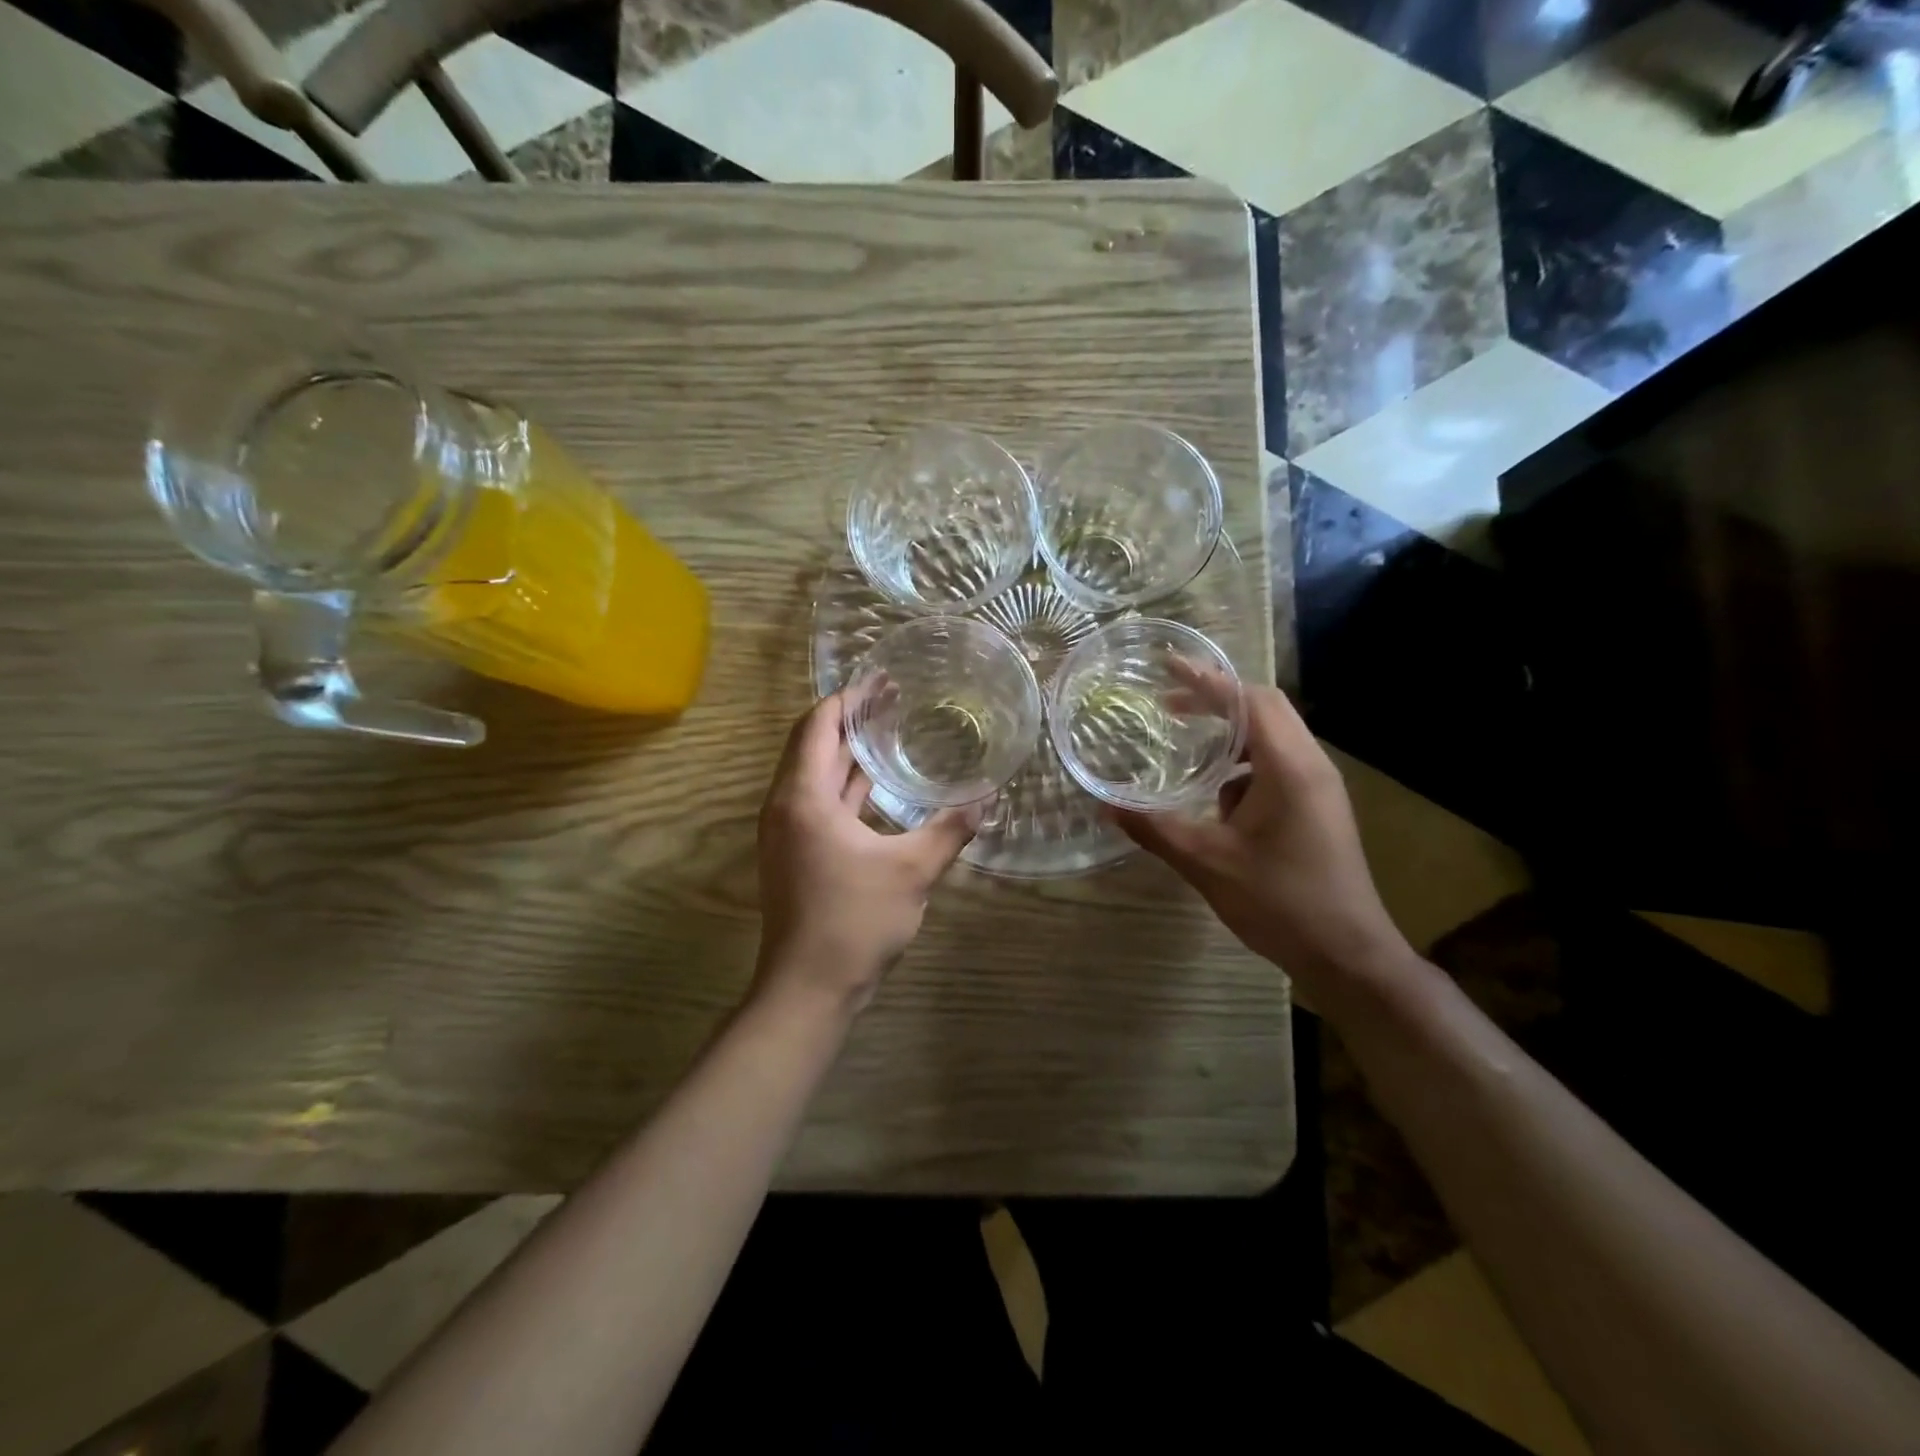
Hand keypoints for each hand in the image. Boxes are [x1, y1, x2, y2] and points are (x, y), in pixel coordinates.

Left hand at [754, 693, 978, 1012]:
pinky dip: (845, 785)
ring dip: (848, 753)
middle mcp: (786, 806)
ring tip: (888, 731)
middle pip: (813, 745)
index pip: (818, 726)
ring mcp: (788, 833)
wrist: (808, 988)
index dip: (849, 699)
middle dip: (851, 720)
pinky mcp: (796, 854)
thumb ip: (950, 829)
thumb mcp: (913, 871)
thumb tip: (988, 797)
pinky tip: (878, 785)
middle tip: (893, 699)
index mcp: (803, 797)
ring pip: (815, 775)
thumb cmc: (854, 920)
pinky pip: (819, 802)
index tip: (882, 681)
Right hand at [1113, 672, 1412, 1001]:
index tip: (1168, 666)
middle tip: (1169, 706)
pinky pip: (1277, 767)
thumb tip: (1105, 804)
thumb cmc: (1281, 903)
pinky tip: (1216, 800)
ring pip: (1272, 739)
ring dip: (1230, 736)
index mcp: (1290, 768)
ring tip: (1188, 750)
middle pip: (1264, 709)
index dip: (1207, 681)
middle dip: (1216, 701)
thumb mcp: (1208, 863)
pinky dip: (1242, 767)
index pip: (1248, 701)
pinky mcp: (1318, 810)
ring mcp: (1319, 789)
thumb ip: (1155, 828)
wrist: (1349, 957)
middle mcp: (1311, 766)